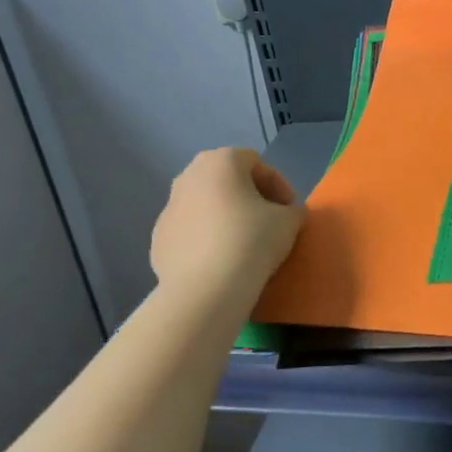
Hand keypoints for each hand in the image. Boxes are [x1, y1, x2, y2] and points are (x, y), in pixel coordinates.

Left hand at [150, 148, 304, 301]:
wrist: (205, 290)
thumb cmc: (251, 241)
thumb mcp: (289, 221)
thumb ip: (293, 210)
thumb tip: (287, 214)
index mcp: (220, 161)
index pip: (256, 163)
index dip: (278, 186)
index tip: (290, 211)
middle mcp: (188, 176)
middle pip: (227, 180)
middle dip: (249, 197)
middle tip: (268, 222)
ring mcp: (169, 208)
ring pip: (205, 205)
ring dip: (226, 217)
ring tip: (244, 244)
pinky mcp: (158, 239)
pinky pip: (190, 231)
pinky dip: (206, 239)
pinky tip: (221, 262)